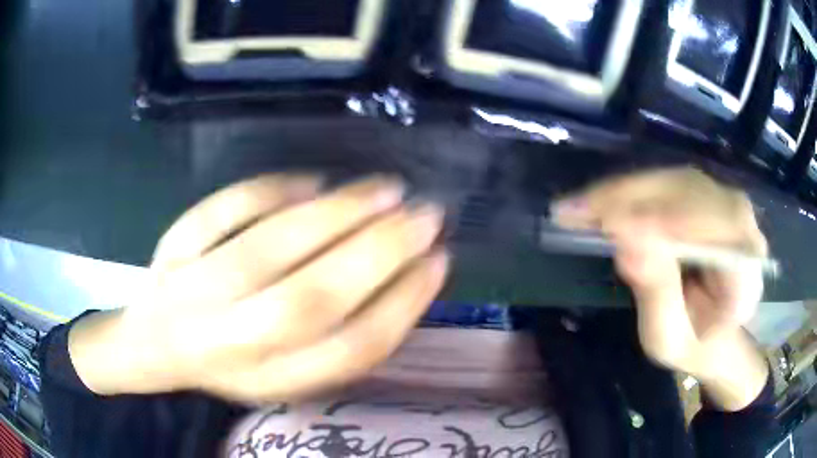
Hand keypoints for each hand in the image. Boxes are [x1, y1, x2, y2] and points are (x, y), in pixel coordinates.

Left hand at [68, 175, 448, 402]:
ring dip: (336, 213)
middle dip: (381, 252)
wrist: (154, 343)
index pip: (350, 351)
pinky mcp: (171, 250)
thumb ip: (337, 343)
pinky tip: (312, 181)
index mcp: (271, 381)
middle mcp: (231, 342)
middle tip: (426, 214)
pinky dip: (269, 191)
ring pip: (268, 249)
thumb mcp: (286, 376)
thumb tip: (398, 279)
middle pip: (312, 299)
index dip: (404, 305)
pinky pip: (220, 212)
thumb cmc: (231, 362)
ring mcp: (193, 291)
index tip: (439, 262)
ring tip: (386, 189)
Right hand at [553, 167, 768, 409]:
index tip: (620, 231)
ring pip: (673, 182)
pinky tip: (597, 200)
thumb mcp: (669, 338)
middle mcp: (742, 225)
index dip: (674, 223)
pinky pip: (665, 182)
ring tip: (578, 207)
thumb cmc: (691, 342)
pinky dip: (628, 190)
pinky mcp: (702, 195)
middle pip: (692, 195)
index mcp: (746, 270)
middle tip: (577, 212)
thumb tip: (628, 245)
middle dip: (635, 201)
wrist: (711, 329)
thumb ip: (657, 296)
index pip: (720, 231)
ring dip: (624, 192)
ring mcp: (722, 202)